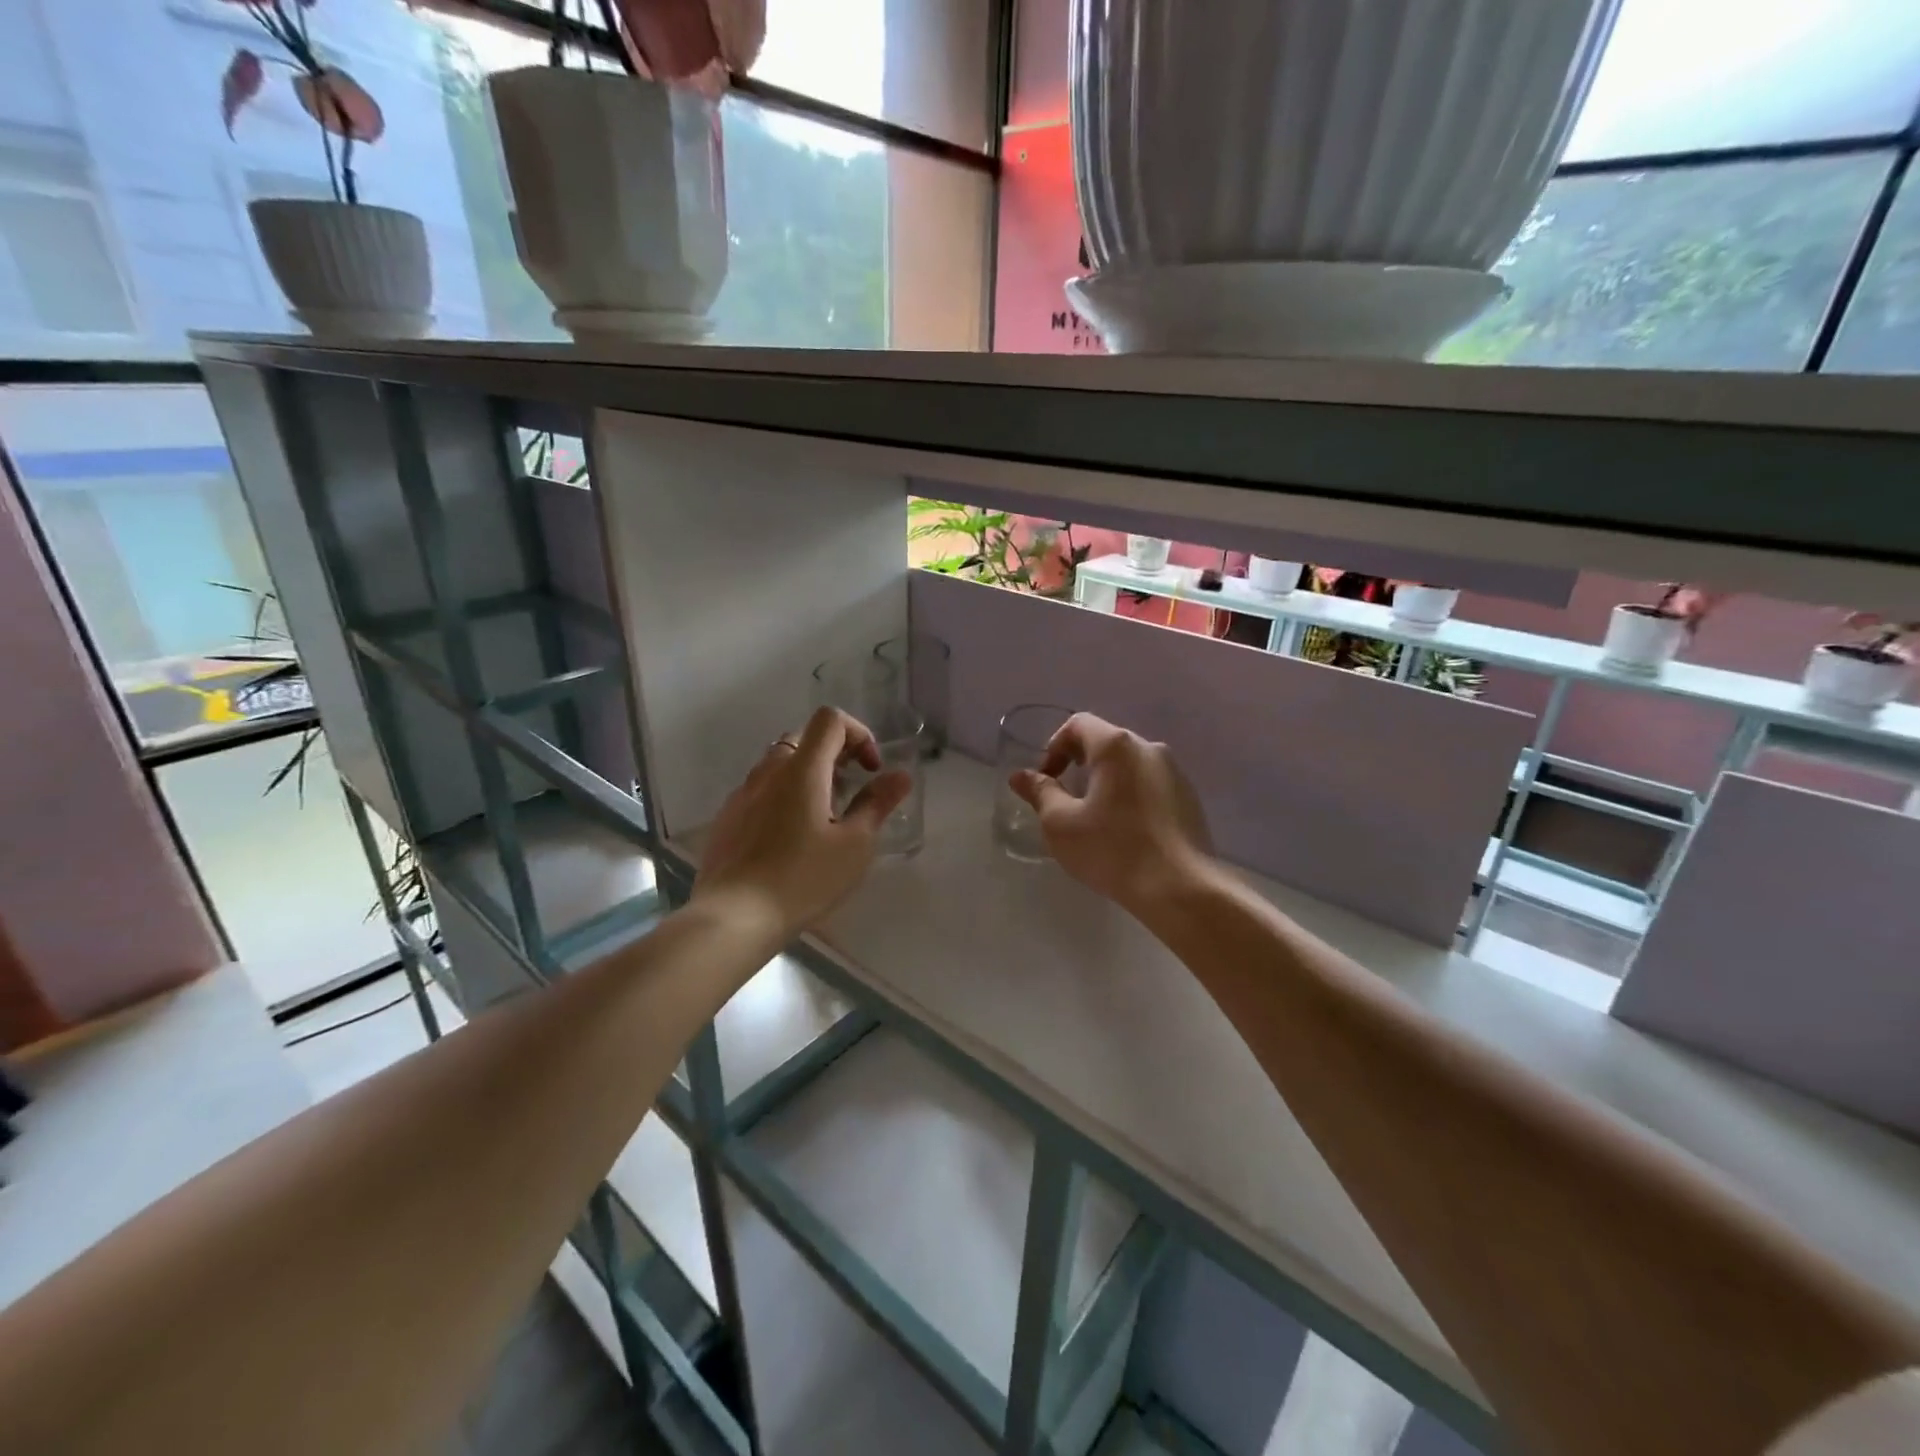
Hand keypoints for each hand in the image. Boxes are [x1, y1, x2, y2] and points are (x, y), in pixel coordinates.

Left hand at [694, 707, 912, 939]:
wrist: (733, 917)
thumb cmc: (803, 878)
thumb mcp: (854, 845)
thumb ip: (877, 804)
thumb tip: (900, 776)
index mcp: (802, 769)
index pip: (830, 720)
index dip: (859, 734)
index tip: (871, 770)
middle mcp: (768, 771)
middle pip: (804, 738)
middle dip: (835, 755)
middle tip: (851, 792)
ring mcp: (742, 794)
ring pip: (779, 765)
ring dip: (808, 776)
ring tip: (823, 819)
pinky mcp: (727, 819)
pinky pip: (760, 791)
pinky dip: (783, 798)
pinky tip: (790, 840)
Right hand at [1008, 712, 1214, 912]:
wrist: (1180, 888)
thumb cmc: (1112, 849)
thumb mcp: (1061, 823)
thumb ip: (1040, 792)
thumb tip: (1020, 776)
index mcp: (1116, 746)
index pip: (1078, 724)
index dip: (1054, 747)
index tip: (1047, 780)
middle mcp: (1149, 748)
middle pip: (1106, 742)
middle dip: (1080, 764)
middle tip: (1065, 799)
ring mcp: (1175, 773)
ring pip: (1130, 765)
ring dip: (1106, 781)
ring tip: (1095, 818)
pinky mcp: (1189, 798)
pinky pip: (1150, 785)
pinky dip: (1130, 796)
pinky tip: (1125, 832)